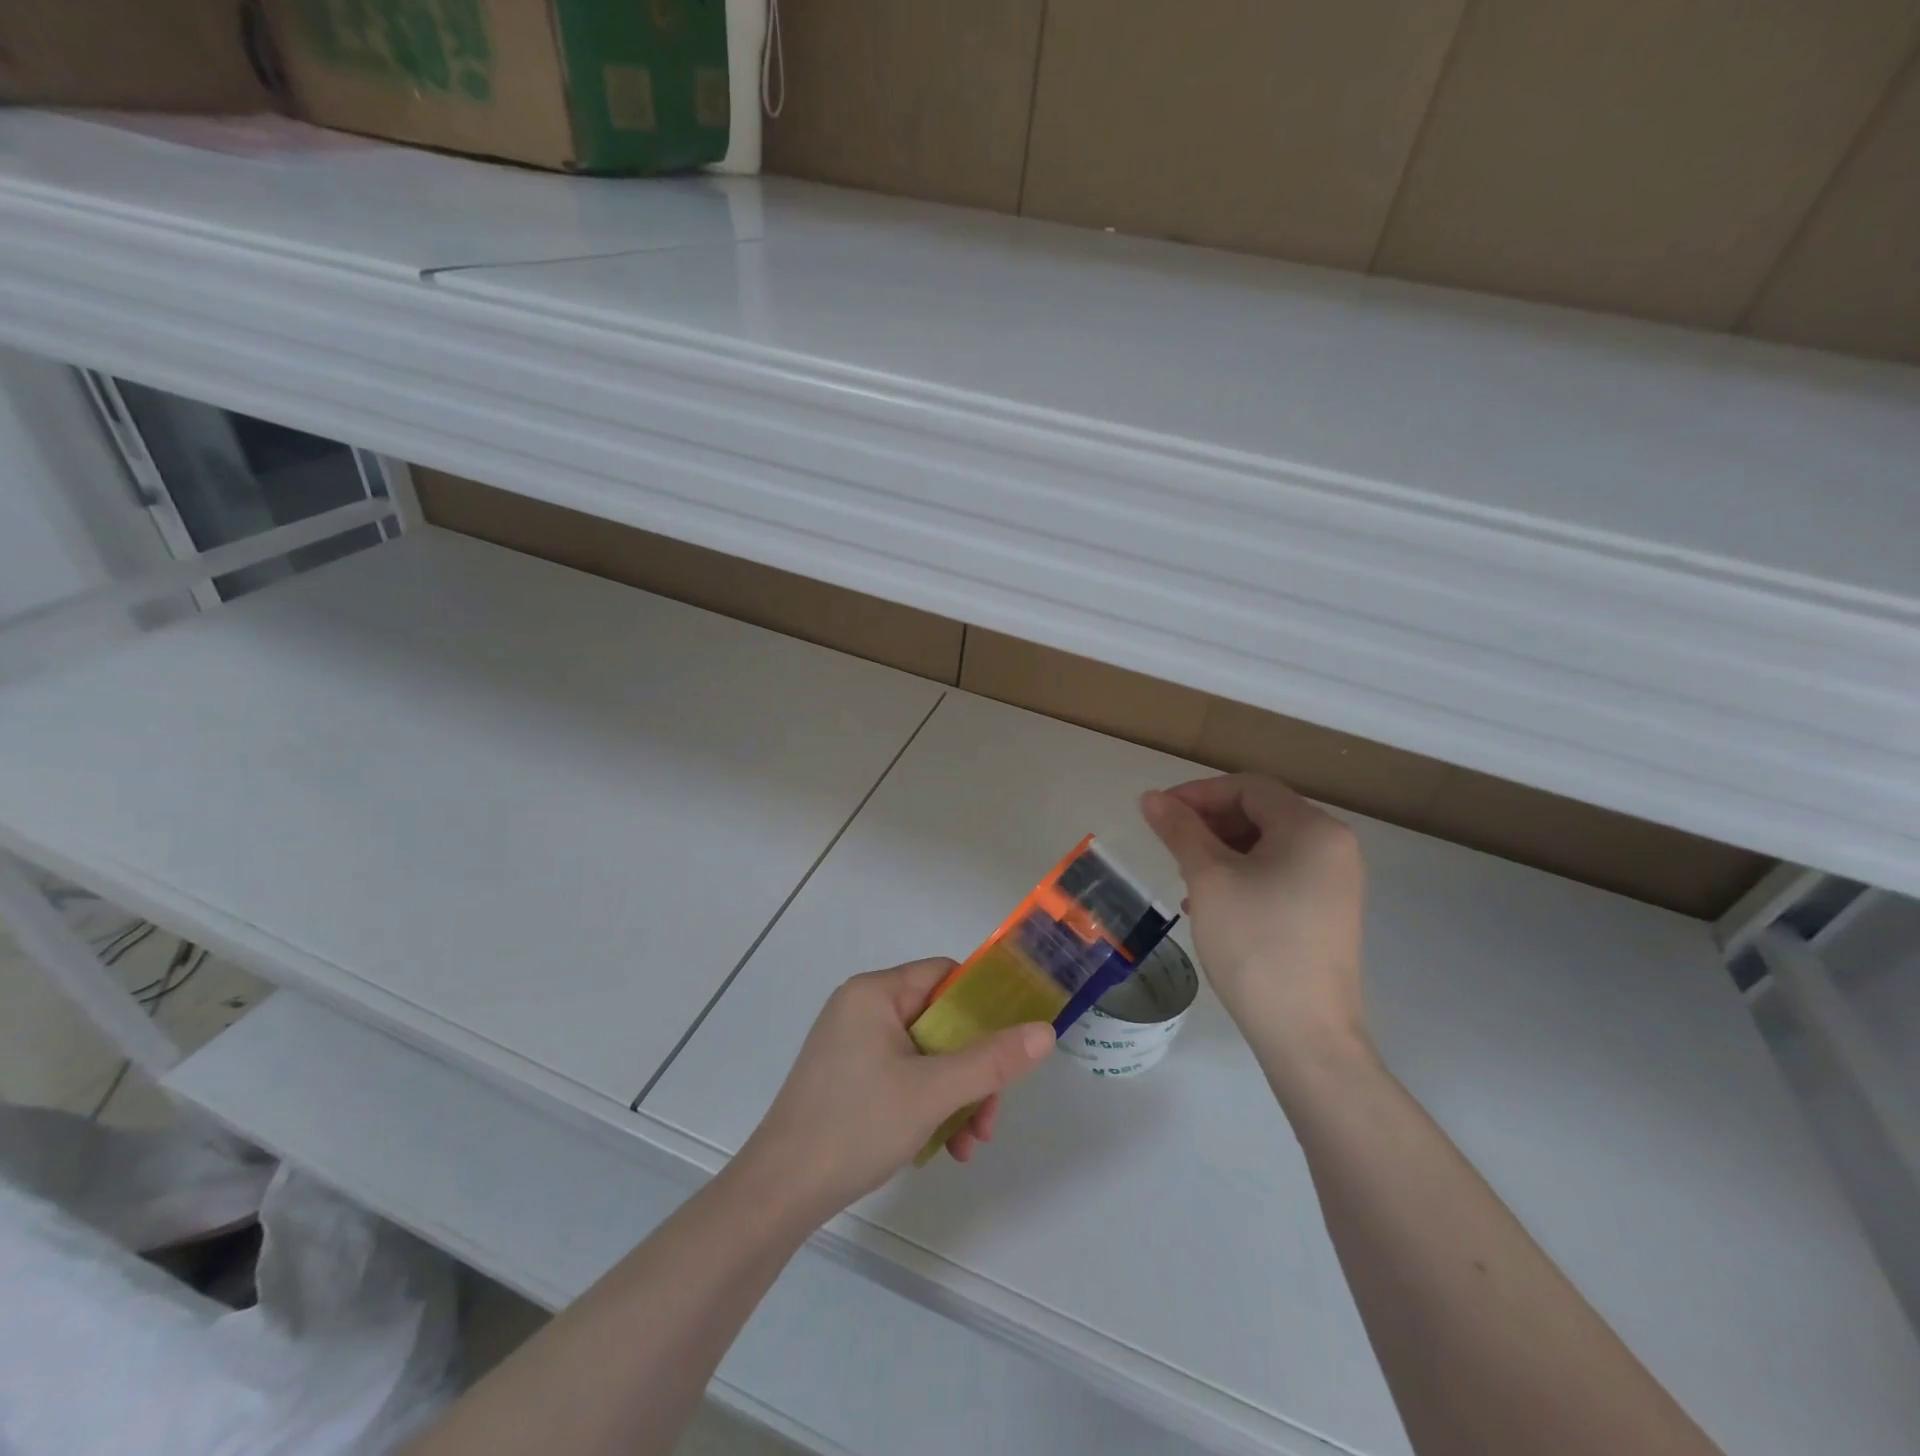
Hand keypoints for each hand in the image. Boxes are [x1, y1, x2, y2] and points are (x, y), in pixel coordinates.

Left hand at [737, 959, 1053, 1223]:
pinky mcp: (847, 1078)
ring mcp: (852, 1045)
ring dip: (955, 1095)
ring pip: (925, 1055)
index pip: (944, 975)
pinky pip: (903, 1076)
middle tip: (990, 1114)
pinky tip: (943, 1148)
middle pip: (939, 1022)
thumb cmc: (856, 1124)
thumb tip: (1045, 1031)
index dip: (982, 1003)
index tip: (1011, 1042)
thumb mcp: (933, 1091)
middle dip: (972, 1069)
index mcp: (875, 993)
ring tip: (970, 1144)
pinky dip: (927, 1105)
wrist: (780, 1192)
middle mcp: (862, 1008)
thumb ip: (991, 1061)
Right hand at [1141, 775, 1366, 1062]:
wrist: (1306, 1034)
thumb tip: (1152, 798)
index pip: (1248, 788)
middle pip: (1260, 813)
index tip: (1159, 814)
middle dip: (1209, 823)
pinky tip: (1211, 904)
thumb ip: (1180, 830)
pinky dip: (1242, 876)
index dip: (1198, 794)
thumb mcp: (1208, 879)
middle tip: (1170, 847)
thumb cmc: (1255, 944)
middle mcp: (1333, 847)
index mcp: (1312, 829)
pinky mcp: (1328, 912)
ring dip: (1221, 851)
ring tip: (1186, 878)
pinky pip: (1279, 874)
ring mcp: (1335, 882)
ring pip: (1266, 846)